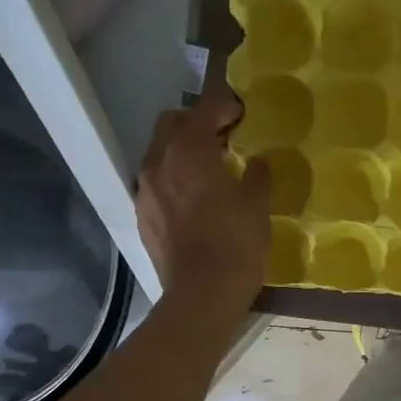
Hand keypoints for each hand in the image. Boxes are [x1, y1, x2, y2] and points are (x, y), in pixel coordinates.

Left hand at [136, 88, 270, 309]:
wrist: (201, 295)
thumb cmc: (236, 244)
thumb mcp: (258, 205)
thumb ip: (257, 175)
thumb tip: (256, 162)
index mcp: (190, 151)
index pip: (206, 109)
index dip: (226, 105)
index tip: (244, 114)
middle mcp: (160, 161)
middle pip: (173, 123)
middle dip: (198, 122)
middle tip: (226, 138)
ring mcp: (145, 189)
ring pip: (160, 151)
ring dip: (183, 150)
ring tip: (210, 168)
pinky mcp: (143, 214)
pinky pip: (156, 181)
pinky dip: (174, 177)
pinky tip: (195, 198)